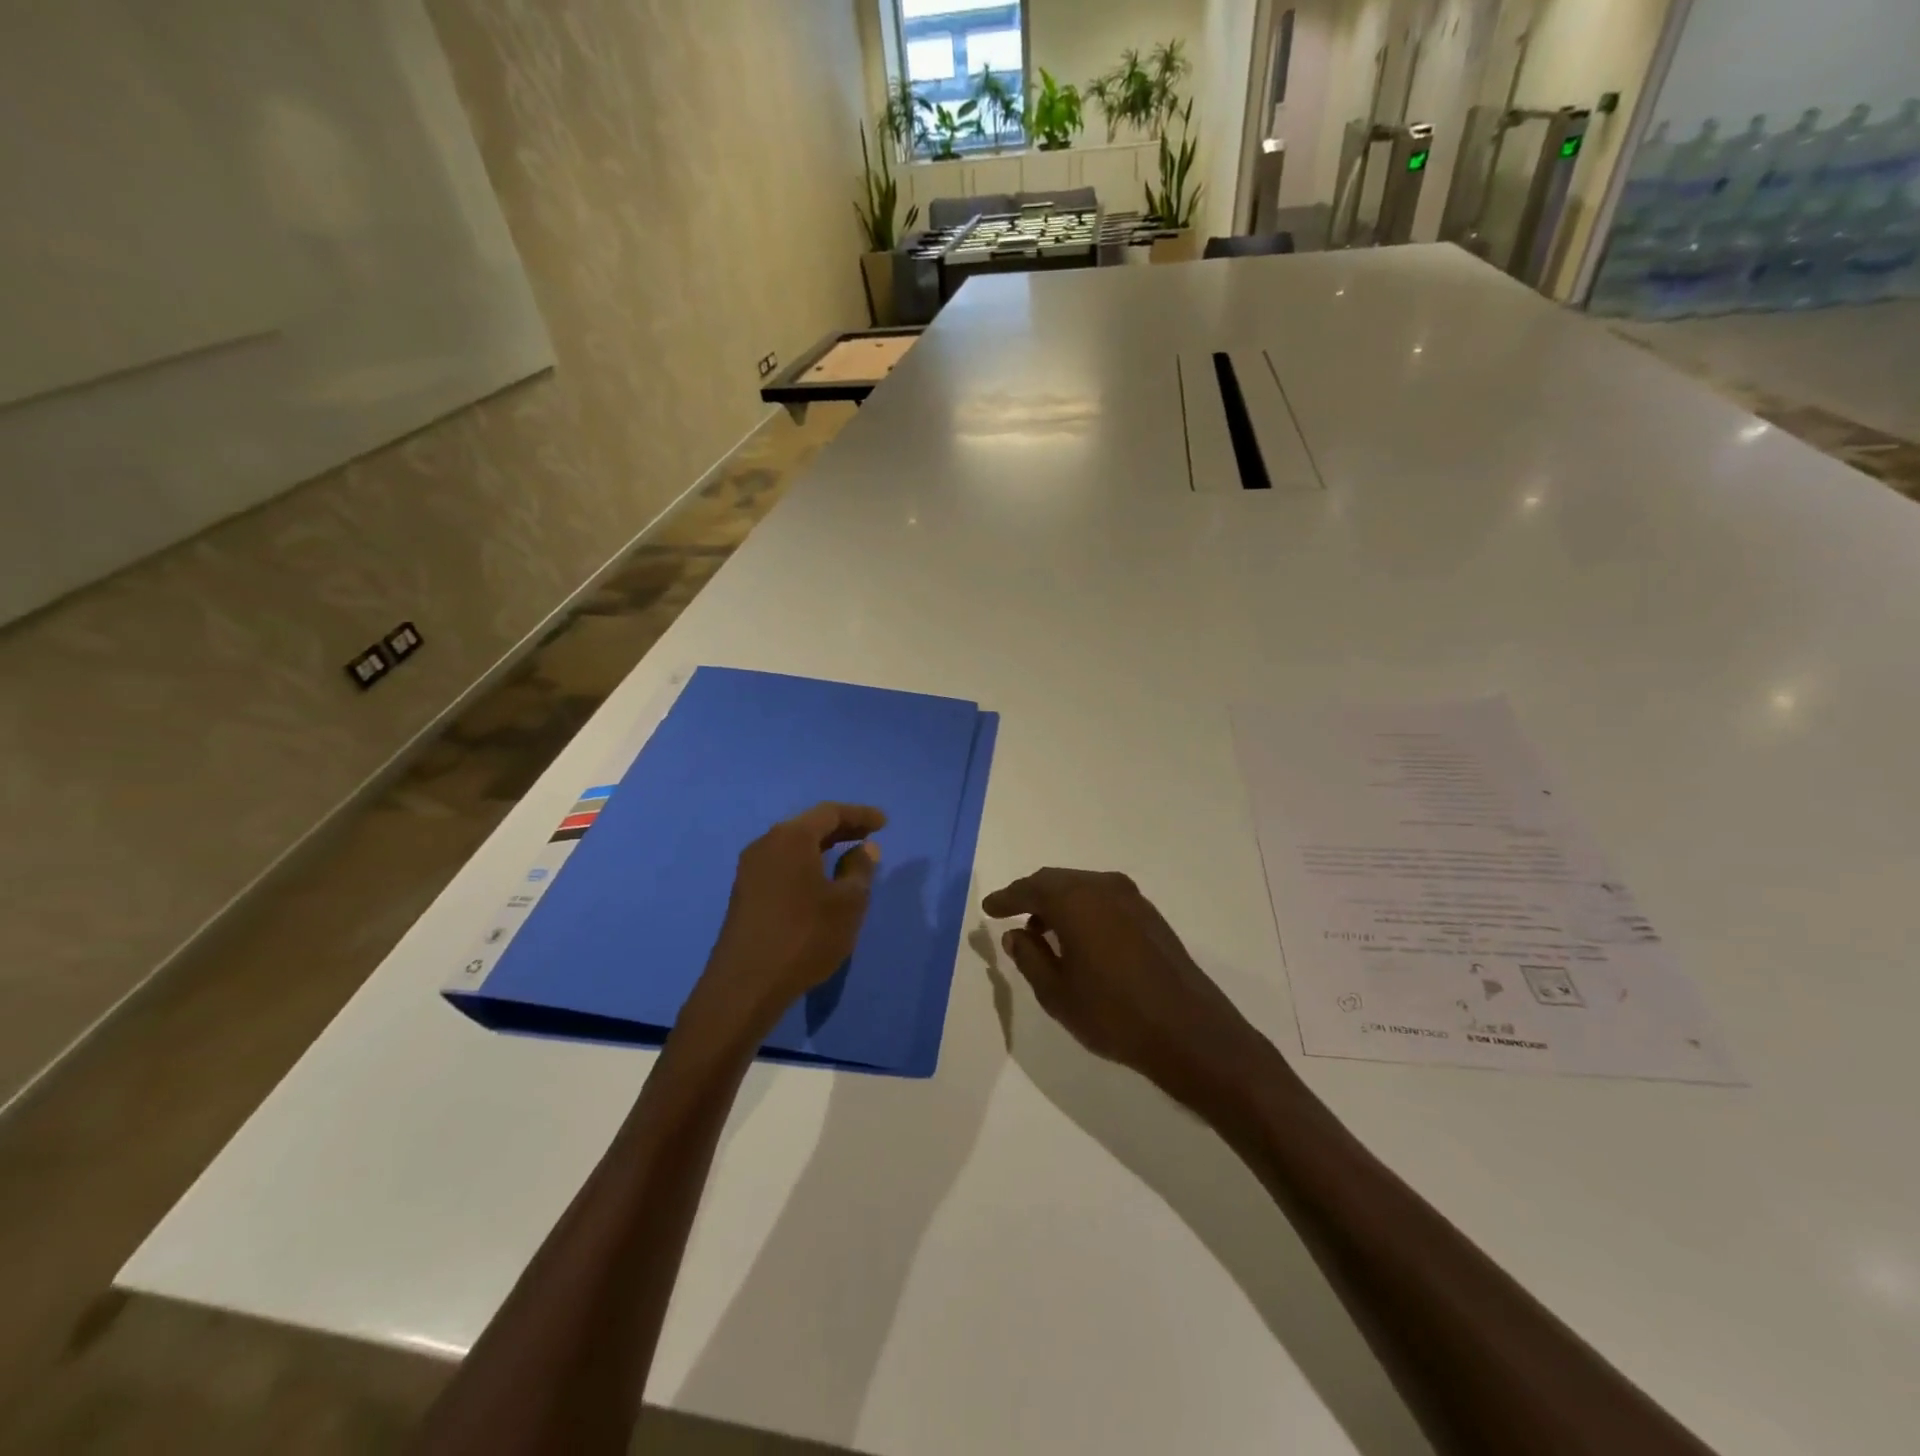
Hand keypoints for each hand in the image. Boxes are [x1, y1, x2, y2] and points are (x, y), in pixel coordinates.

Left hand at [691, 803, 885, 1042]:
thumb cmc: (804, 937)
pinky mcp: (745, 894)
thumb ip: (860, 870)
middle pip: (808, 826)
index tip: (883, 822)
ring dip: (822, 847)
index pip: (830, 813)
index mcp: (791, 838)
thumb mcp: (848, 904)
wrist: (745, 986)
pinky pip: (782, 865)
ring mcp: (750, 870)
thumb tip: (865, 849)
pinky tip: (820, 882)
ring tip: (849, 856)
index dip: (860, 815)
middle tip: (869, 835)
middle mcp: (766, 844)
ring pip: (793, 846)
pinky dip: (806, 864)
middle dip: (841, 828)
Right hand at [982, 869, 1265, 1100]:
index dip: (1005, 898)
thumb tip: (1016, 933)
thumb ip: (1030, 957)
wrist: (1189, 1032)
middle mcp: (1103, 887)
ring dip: (1058, 903)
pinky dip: (1083, 910)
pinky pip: (1103, 899)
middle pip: (1056, 881)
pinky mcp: (1150, 915)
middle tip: (1011, 914)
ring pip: (1082, 888)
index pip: (1029, 889)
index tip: (988, 908)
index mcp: (1075, 900)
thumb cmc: (1113, 1014)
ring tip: (1042, 933)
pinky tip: (1079, 939)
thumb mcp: (1057, 993)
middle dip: (1031, 895)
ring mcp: (1131, 898)